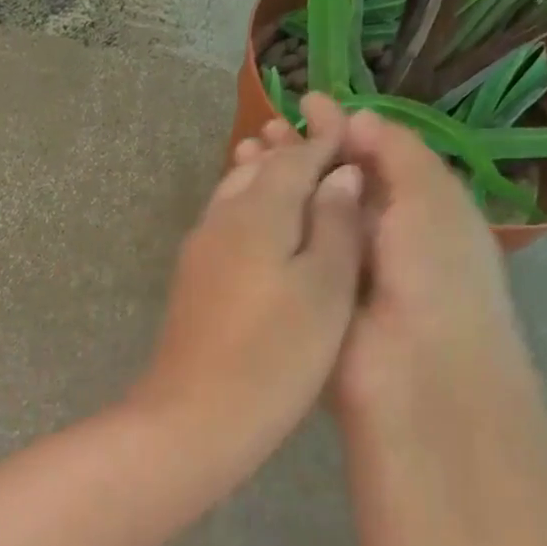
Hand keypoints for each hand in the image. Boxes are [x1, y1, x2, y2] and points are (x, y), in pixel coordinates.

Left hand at [130, 93, 364, 456]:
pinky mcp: (191, 282)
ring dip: (270, 186)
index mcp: (256, 211)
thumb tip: (340, 175)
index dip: (327, 141)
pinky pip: (227, 229)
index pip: (295, 157)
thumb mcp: (325, 288)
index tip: (355, 130)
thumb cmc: (275, 354)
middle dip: (296, 158)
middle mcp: (219, 219)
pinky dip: (254, 218)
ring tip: (307, 193)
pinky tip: (272, 240)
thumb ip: (336, 225)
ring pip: (237, 198)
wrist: (194, 416)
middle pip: (259, 172)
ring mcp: (198, 252)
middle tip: (335, 159)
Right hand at [239, 108, 526, 437]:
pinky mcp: (305, 295)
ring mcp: (337, 268)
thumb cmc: (436, 275)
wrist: (413, 371)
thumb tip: (358, 119)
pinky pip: (285, 252)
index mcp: (417, 210)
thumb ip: (398, 153)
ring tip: (241, 154)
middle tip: (261, 130)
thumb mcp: (432, 199)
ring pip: (303, 214)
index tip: (306, 103)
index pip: (375, 158)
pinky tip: (236, 201)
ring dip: (276, 184)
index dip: (342, 129)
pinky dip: (264, 224)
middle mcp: (377, 235)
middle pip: (332, 184)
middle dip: (300, 154)